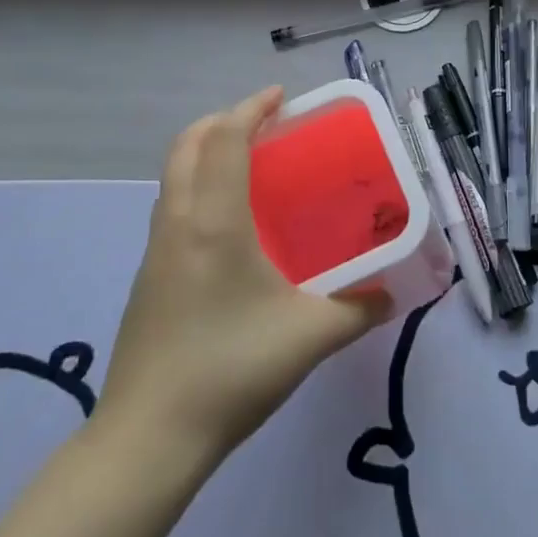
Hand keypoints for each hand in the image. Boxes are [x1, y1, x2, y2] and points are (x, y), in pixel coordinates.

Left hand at [99, 88, 393, 463]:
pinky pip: (172, 207)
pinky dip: (197, 186)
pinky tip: (229, 227)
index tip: (280, 98)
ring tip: (249, 167)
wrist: (148, 438)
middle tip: (264, 126)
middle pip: (187, 145)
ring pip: (174, 175)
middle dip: (222, 121)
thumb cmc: (230, 371)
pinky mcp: (147, 277)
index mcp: (213, 222)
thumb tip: (391, 295)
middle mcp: (177, 222)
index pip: (223, 139)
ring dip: (205, 152)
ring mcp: (155, 250)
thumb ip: (358, 310)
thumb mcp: (309, 338)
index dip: (250, 109)